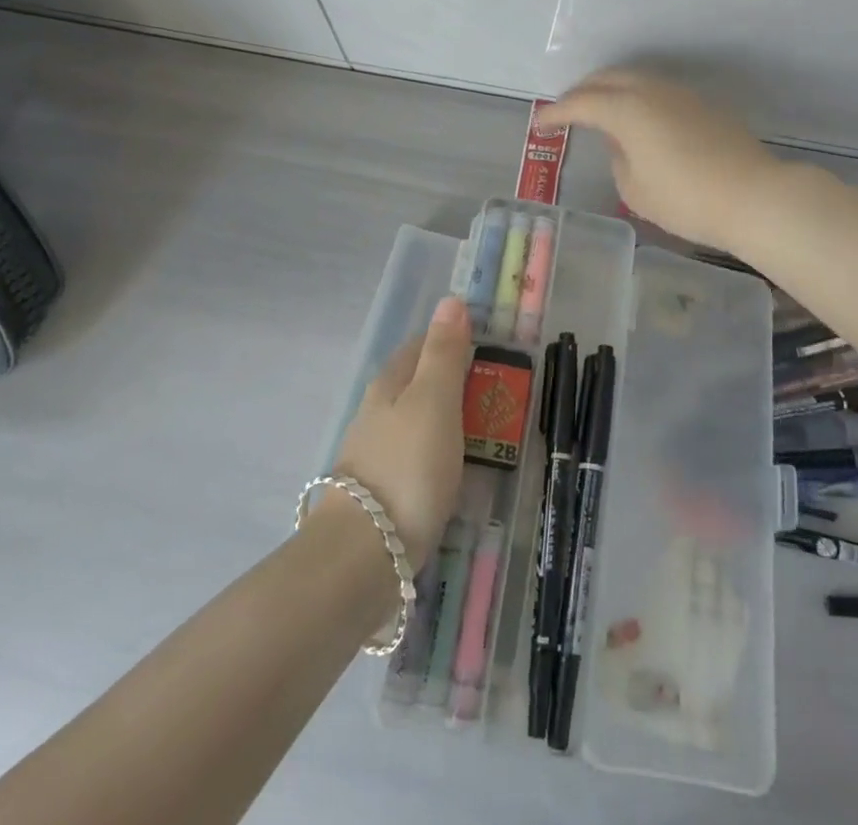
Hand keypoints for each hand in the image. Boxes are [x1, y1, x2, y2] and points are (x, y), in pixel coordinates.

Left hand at [327, 295, 472, 572]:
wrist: (362, 557)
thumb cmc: (407, 466)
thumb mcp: (435, 400)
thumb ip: (444, 352)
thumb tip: (451, 300)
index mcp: (389, 383)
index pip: (420, 345)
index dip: (452, 342)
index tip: (488, 351)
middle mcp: (376, 412)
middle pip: (417, 384)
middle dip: (452, 384)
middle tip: (495, 397)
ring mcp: (373, 454)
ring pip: (415, 423)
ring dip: (446, 423)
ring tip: (484, 437)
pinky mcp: (378, 493)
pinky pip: (414, 460)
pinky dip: (436, 457)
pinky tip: (452, 475)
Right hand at [546, 69, 782, 251]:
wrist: (753, 196)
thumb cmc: (685, 199)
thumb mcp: (635, 189)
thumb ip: (618, 159)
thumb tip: (621, 144)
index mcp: (627, 109)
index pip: (581, 103)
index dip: (556, 113)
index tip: (540, 124)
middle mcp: (651, 90)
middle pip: (607, 78)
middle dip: (581, 92)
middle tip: (566, 112)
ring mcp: (680, 94)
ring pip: (634, 79)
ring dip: (610, 90)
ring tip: (598, 112)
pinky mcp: (702, 104)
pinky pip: (656, 91)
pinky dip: (636, 98)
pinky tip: (637, 120)